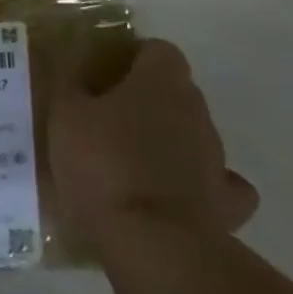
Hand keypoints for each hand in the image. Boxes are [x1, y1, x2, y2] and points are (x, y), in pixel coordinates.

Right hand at [50, 38, 257, 250]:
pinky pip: (216, 184)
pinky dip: (198, 185)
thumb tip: (75, 64)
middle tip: (106, 119)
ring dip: (167, 141)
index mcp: (160, 82)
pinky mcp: (227, 204)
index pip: (158, 50)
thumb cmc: (102, 163)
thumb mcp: (65, 114)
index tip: (104, 76)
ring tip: (128, 164)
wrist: (152, 243)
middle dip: (146, 100)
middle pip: (175, 91)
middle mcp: (196, 111)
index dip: (132, 59)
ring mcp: (218, 158)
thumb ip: (70, 82)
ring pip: (192, 135)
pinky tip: (172, 195)